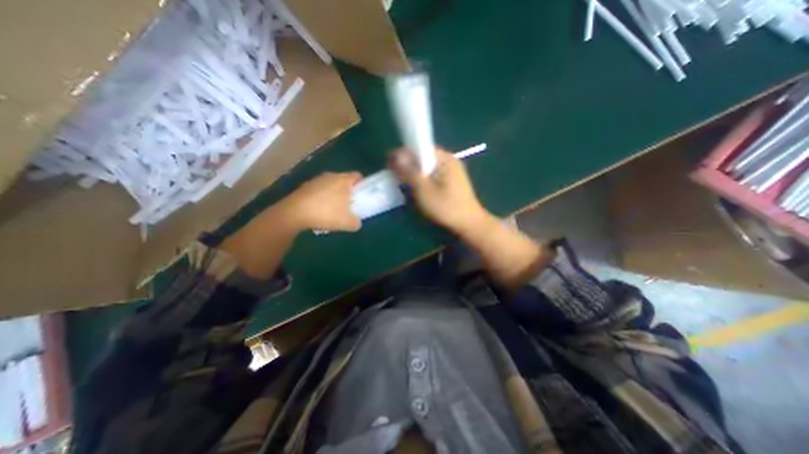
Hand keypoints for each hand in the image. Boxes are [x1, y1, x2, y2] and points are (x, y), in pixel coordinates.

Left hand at [282, 172, 362, 232]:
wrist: (294, 213)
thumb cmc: (326, 214)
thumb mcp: (348, 223)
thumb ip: (357, 222)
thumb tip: (357, 221)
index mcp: (343, 180)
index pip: (358, 176)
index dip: (362, 185)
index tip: (362, 195)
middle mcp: (331, 175)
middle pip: (344, 180)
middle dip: (348, 191)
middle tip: (349, 204)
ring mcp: (316, 180)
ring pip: (331, 185)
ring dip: (334, 194)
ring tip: (333, 209)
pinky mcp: (305, 186)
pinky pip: (319, 190)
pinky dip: (322, 197)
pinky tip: (319, 210)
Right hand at [388, 148, 489, 235]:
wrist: (469, 223)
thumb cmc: (446, 207)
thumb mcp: (424, 190)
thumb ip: (409, 172)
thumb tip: (395, 155)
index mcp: (445, 158)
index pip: (419, 147)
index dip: (403, 154)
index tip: (389, 164)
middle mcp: (449, 159)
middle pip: (423, 156)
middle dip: (407, 164)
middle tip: (394, 176)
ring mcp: (451, 169)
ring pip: (427, 165)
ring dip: (414, 172)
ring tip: (403, 182)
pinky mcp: (451, 179)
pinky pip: (433, 173)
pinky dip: (422, 178)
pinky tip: (417, 187)